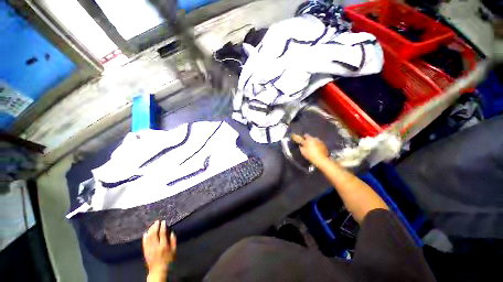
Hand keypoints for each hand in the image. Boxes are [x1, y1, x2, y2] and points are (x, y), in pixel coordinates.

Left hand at [143, 220, 175, 280]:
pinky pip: (144, 243)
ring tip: (152, 225)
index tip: (163, 221)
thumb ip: (173, 240)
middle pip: (154, 234)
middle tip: (157, 221)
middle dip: (155, 226)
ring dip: (150, 230)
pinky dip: (145, 237)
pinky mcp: (145, 252)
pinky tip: (146, 233)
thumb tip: (171, 232)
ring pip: (149, 237)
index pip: (162, 233)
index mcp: (164, 245)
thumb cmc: (168, 260)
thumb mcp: (174, 250)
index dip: (163, 226)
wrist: (158, 271)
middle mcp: (156, 246)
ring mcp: (149, 249)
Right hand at [291, 134, 328, 165]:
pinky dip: (318, 146)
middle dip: (309, 141)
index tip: (303, 141)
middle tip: (307, 146)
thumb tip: (301, 145)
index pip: (306, 135)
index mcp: (309, 139)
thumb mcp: (303, 151)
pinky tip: (317, 151)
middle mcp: (315, 139)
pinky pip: (319, 144)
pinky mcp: (324, 146)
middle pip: (311, 138)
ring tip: (313, 149)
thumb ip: (301, 147)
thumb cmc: (310, 154)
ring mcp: (320, 142)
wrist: (321, 159)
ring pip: (316, 141)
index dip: (304, 137)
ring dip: (314, 143)